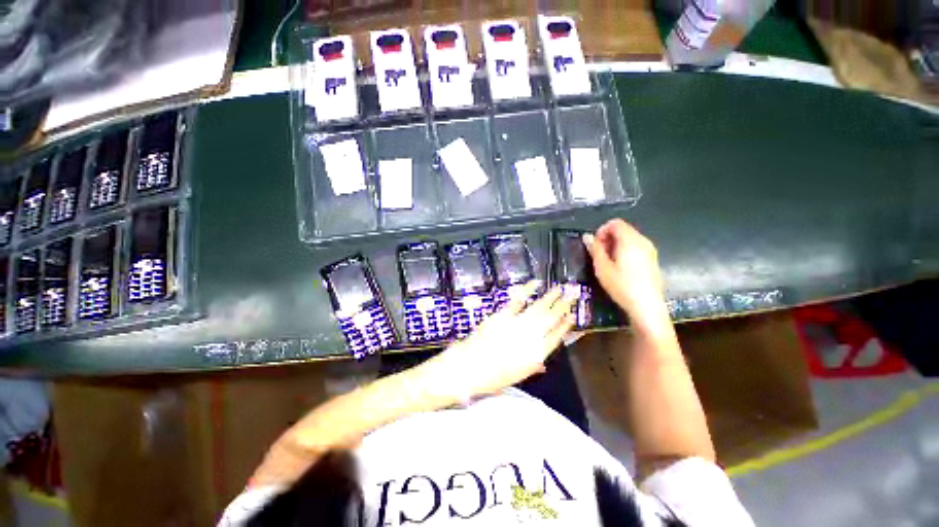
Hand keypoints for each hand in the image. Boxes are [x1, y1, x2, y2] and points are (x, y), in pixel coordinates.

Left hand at [419, 282, 576, 399]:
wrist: (467, 370)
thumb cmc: (491, 378)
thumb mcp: (516, 377)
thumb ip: (532, 367)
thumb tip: (543, 363)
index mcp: (536, 356)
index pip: (557, 338)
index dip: (566, 325)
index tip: (573, 315)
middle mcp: (530, 339)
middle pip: (552, 319)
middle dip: (564, 305)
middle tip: (574, 293)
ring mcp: (516, 326)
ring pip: (539, 308)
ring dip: (551, 297)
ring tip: (561, 287)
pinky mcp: (502, 316)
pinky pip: (518, 301)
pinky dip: (527, 290)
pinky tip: (536, 283)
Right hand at [583, 219, 667, 327]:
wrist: (646, 305)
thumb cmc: (621, 285)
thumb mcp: (602, 267)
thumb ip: (595, 249)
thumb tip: (587, 237)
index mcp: (630, 241)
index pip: (615, 223)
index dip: (602, 230)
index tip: (595, 245)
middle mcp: (642, 241)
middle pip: (623, 230)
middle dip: (608, 238)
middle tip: (599, 255)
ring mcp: (650, 250)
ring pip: (630, 239)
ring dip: (616, 245)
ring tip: (608, 262)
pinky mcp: (652, 259)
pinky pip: (636, 247)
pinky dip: (625, 251)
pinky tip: (621, 268)